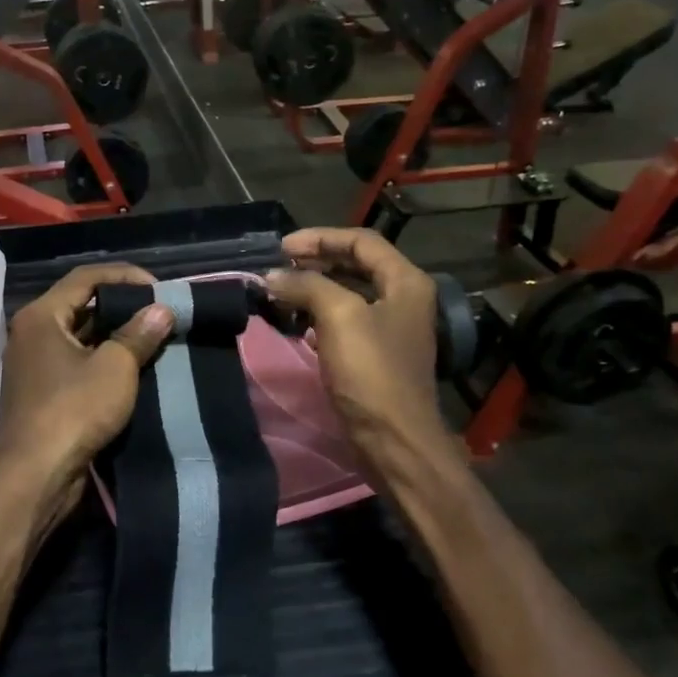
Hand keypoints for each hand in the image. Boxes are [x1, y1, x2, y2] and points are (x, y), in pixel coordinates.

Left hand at [0, 263, 173, 526]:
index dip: (126, 276)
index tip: (160, 289)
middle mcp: (32, 333)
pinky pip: (77, 363)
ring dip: (115, 336)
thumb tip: (161, 310)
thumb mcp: (114, 367)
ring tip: (153, 338)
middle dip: (122, 306)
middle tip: (159, 313)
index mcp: (42, 315)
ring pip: (80, 337)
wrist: (35, 474)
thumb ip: (138, 334)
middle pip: (81, 305)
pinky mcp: (43, 392)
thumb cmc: (73, 410)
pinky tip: (134, 368)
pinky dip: (103, 360)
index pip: (86, 278)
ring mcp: (35, 364)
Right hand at [266, 229, 444, 459]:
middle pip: (356, 265)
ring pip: (348, 293)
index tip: (282, 248)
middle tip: (279, 266)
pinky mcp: (375, 355)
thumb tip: (271, 276)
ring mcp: (390, 328)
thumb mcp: (339, 317)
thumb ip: (306, 286)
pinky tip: (297, 321)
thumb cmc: (372, 371)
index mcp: (405, 282)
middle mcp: (403, 299)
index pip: (361, 242)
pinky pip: (344, 321)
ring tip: (282, 290)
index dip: (321, 238)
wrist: (393, 438)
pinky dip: (319, 314)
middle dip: (316, 261)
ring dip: (315, 287)